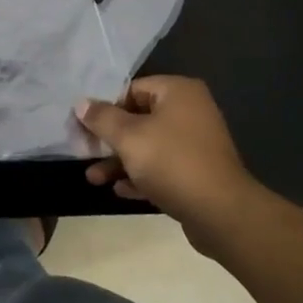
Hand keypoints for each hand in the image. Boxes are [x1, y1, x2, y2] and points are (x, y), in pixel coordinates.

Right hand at [77, 77, 261, 247]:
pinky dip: (141, 175)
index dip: (106, 107)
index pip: (133, 89)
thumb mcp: (129, 137)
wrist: (221, 213)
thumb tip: (81, 103)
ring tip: (93, 179)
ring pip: (149, 146)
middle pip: (139, 118)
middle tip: (84, 152)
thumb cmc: (172, 162)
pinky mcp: (197, 172)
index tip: (84, 127)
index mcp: (178, 92)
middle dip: (110, 139)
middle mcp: (190, 111)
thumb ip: (102, 118)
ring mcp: (196, 143)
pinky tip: (120, 190)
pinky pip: (162, 167)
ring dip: (120, 161)